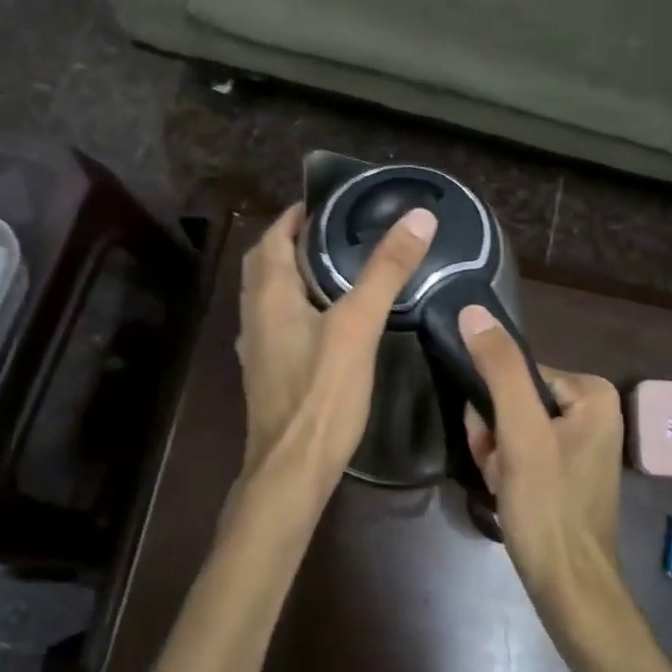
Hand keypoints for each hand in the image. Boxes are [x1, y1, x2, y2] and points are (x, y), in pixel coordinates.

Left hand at [234, 202, 438, 513]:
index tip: (330, 204)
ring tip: (332, 268)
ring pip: (267, 293)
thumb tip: (418, 218)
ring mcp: (256, 345)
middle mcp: (253, 314)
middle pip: (265, 262)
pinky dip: (293, 305)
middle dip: (291, 241)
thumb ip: (386, 270)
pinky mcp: (266, 369)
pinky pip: (274, 321)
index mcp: (269, 294)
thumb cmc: (322, 393)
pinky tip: (323, 318)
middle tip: (334, 232)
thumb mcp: (358, 325)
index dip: (296, 215)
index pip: (273, 236)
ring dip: (290, 273)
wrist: (291, 467)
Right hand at [458, 305, 624, 624]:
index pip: (517, 373)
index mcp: (592, 392)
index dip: (494, 408)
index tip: (495, 443)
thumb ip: (499, 370)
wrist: (568, 588)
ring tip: (505, 483)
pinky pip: (522, 448)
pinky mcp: (566, 467)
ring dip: (496, 452)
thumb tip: (472, 312)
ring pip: (511, 425)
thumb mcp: (520, 433)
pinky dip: (506, 468)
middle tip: (501, 468)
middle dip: (495, 434)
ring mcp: (579, 440)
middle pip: (514, 399)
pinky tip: (508, 492)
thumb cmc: (548, 507)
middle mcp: (592, 409)